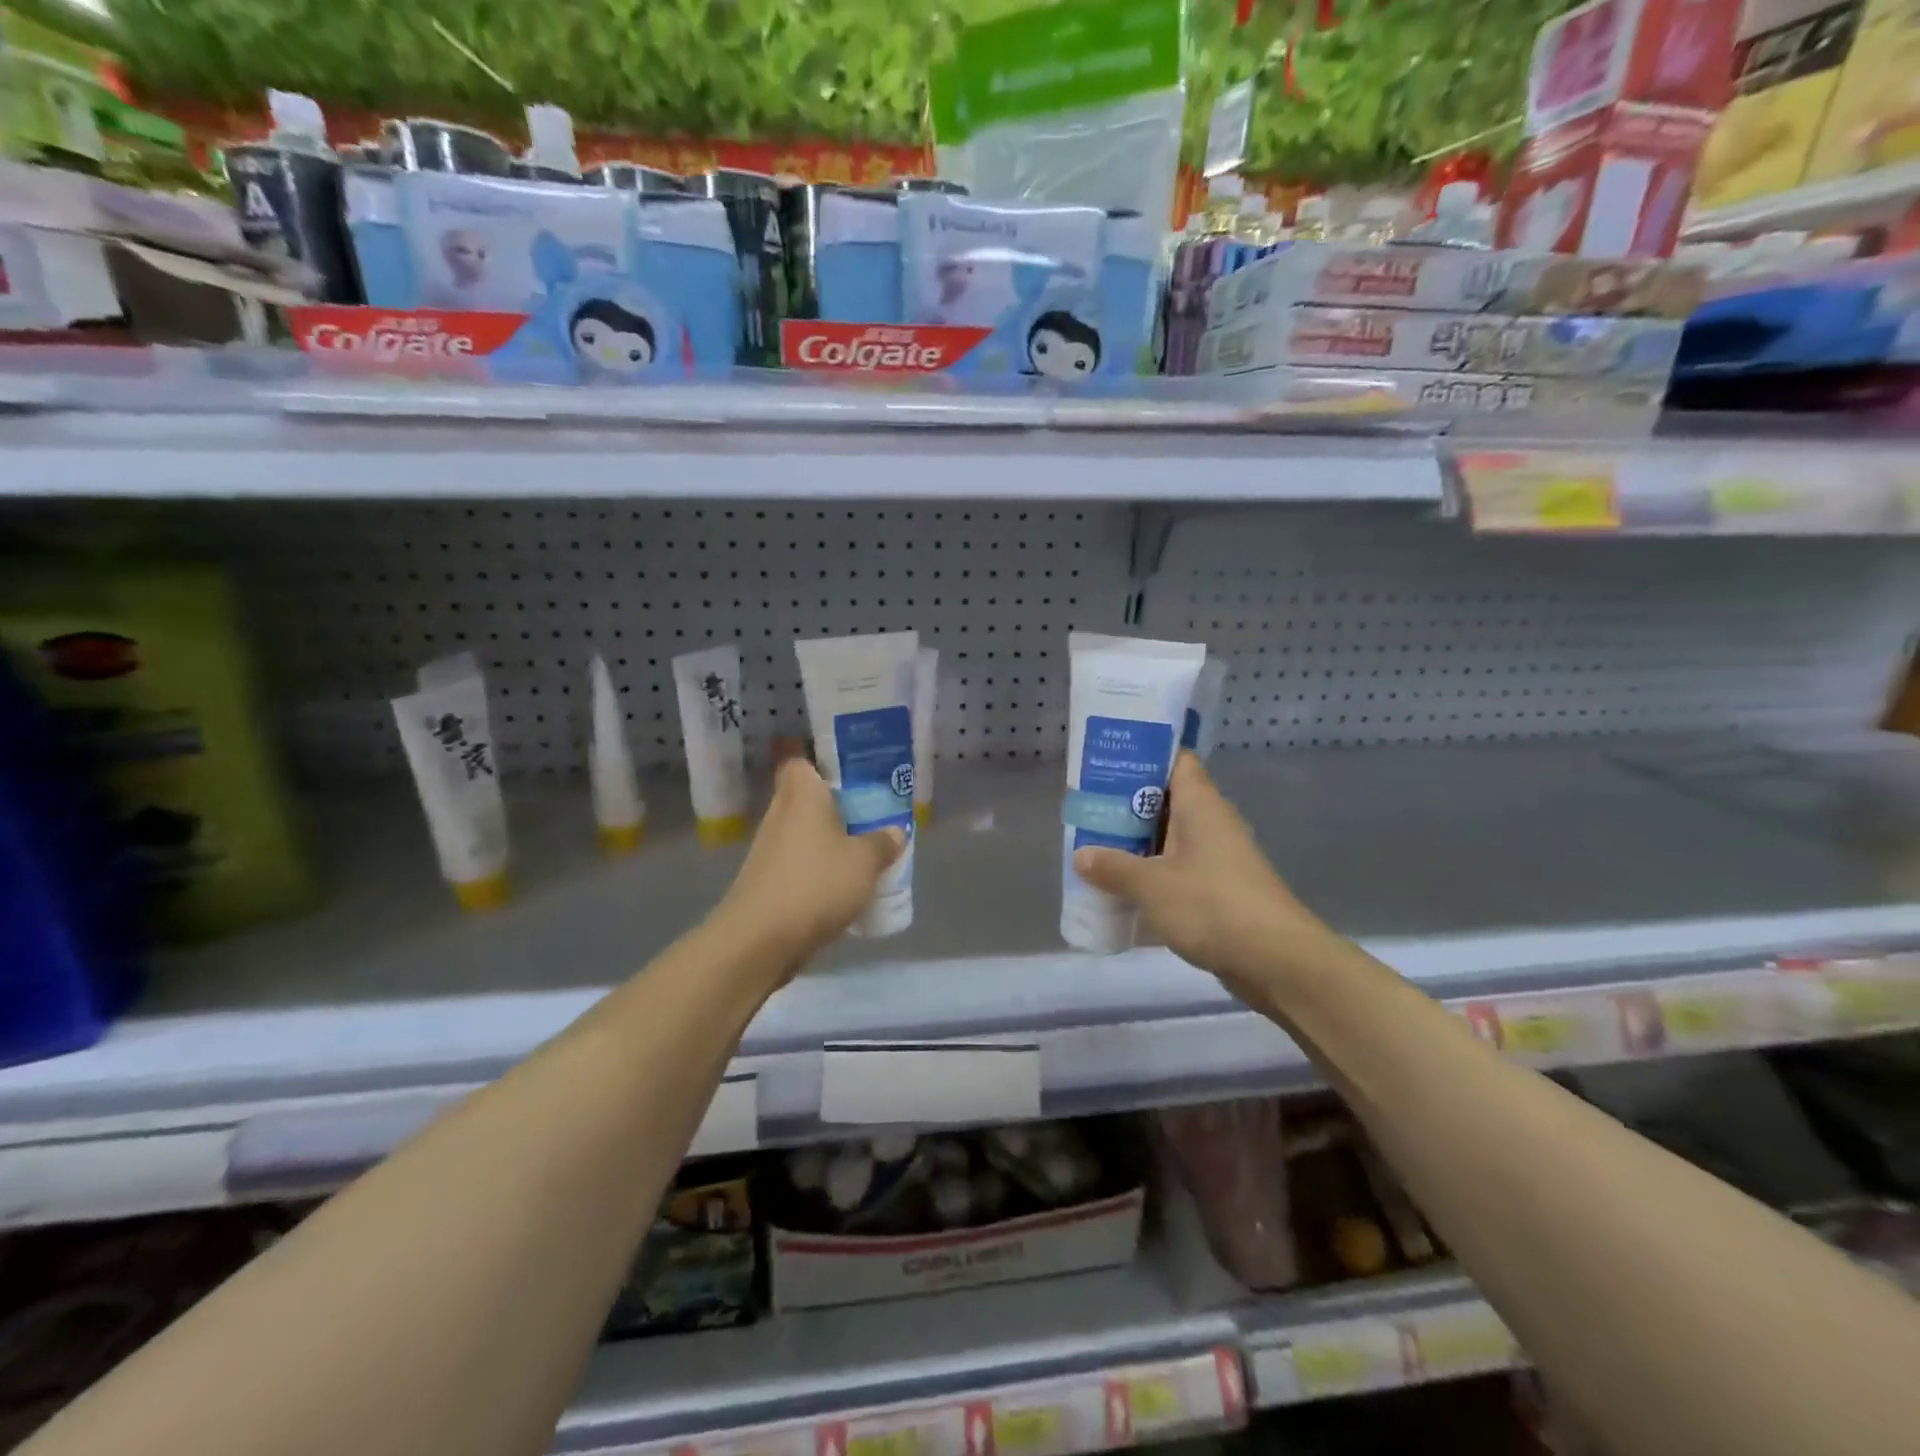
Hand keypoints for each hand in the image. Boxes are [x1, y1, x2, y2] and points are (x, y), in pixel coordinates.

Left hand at [714, 758, 905, 972]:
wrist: (760, 940)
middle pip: (807, 799)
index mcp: (801, 794)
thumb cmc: (815, 884)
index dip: (823, 763)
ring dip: (829, 841)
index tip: (851, 774)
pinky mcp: (766, 881)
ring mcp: (769, 849)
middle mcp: (780, 814)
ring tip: (865, 852)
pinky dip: (818, 870)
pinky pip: (799, 864)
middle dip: (837, 807)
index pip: (800, 761)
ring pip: (804, 833)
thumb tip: (895, 832)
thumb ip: (882, 843)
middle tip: (871, 815)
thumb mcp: (864, 862)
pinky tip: (844, 886)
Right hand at [1072, 753, 1323, 999]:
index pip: (1175, 760)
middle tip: (1088, 807)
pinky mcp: (1221, 890)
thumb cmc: (1212, 906)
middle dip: (1128, 804)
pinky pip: (1179, 870)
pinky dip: (1154, 874)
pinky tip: (1124, 888)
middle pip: (1167, 800)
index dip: (1144, 755)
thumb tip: (1081, 855)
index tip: (1108, 760)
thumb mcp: (1151, 885)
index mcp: (1200, 805)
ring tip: (1095, 846)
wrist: (1277, 961)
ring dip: (1138, 843)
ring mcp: (1219, 858)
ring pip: (1171, 838)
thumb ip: (1113, 867)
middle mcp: (1212, 823)